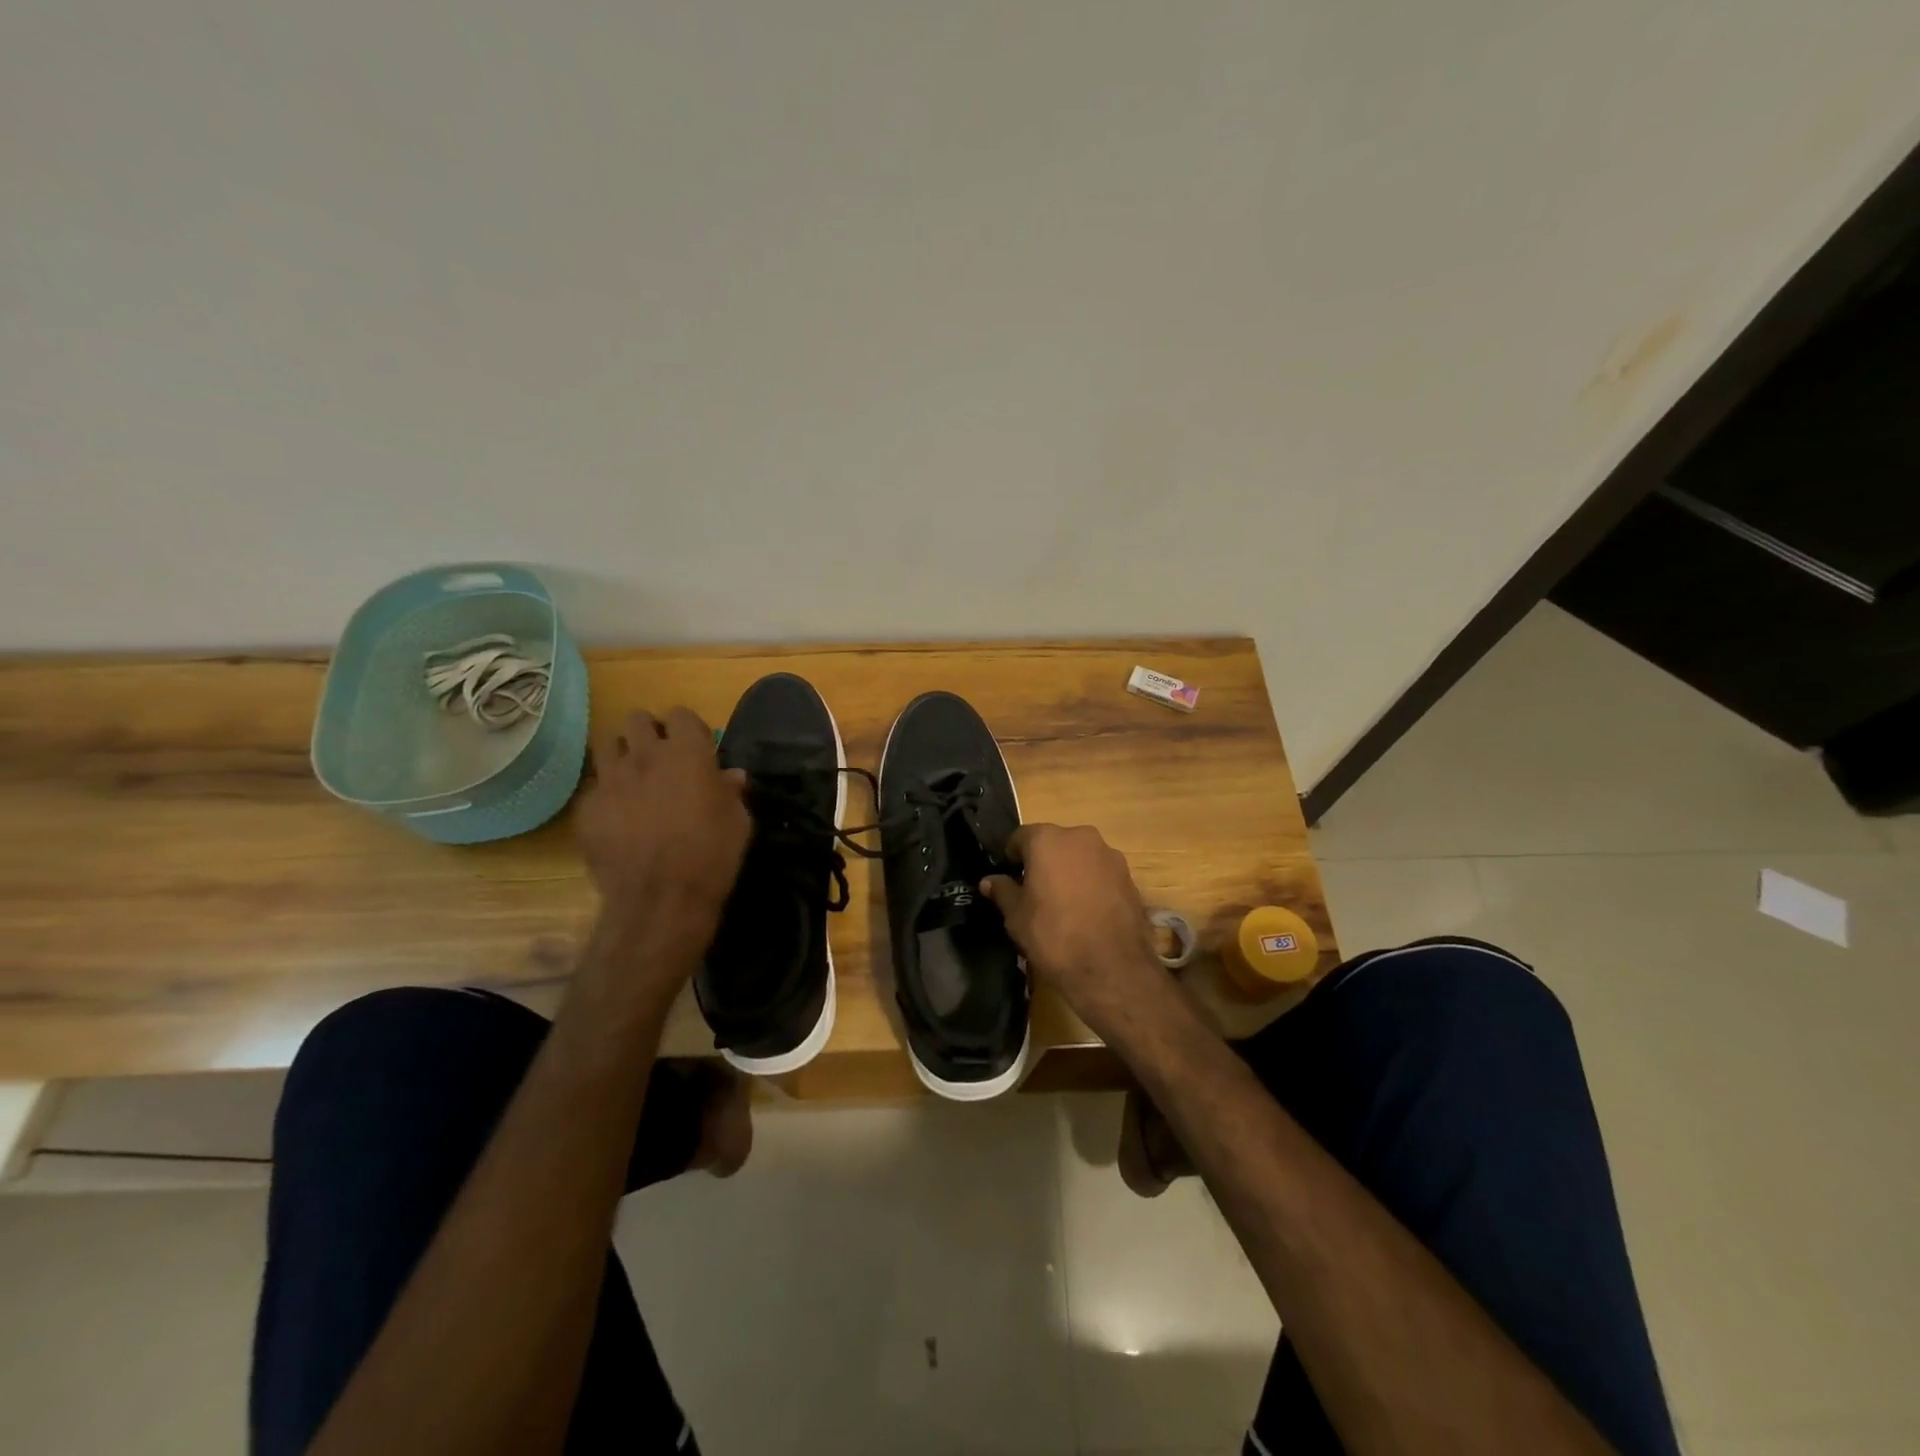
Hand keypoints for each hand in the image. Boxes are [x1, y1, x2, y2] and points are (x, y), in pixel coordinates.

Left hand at [576, 709, 750, 951]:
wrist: (661, 899)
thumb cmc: (712, 855)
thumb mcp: (738, 821)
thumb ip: (731, 791)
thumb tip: (731, 776)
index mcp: (687, 752)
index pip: (681, 714)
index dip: (688, 729)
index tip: (696, 747)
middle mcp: (644, 755)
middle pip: (637, 719)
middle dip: (649, 732)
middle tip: (661, 757)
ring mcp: (610, 780)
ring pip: (607, 745)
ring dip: (623, 754)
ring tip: (634, 778)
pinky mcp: (587, 808)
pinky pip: (594, 787)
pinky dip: (607, 795)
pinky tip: (618, 817)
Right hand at [981, 824, 1165, 1036]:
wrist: (1111, 967)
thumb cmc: (1053, 935)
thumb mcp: (1016, 916)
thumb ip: (1003, 891)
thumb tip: (989, 881)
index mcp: (1048, 840)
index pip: (1021, 837)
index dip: (1012, 856)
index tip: (1010, 877)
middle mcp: (1081, 837)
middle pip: (1054, 843)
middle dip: (1044, 861)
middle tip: (1036, 891)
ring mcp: (1110, 855)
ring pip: (1081, 857)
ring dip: (1070, 871)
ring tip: (1065, 904)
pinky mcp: (1129, 877)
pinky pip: (1101, 873)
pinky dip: (1092, 884)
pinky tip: (1088, 912)